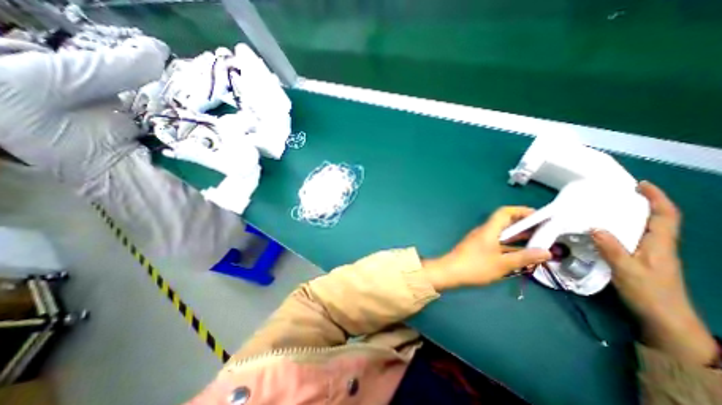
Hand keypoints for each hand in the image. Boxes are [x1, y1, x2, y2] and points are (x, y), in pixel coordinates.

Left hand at [425, 209, 553, 291]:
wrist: (449, 272)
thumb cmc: (475, 266)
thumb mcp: (502, 264)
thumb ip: (524, 257)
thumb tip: (546, 252)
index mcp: (489, 230)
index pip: (505, 212)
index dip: (521, 211)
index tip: (539, 216)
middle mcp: (484, 232)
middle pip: (505, 223)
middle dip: (524, 226)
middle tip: (544, 233)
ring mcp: (480, 240)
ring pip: (502, 235)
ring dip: (518, 238)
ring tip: (538, 244)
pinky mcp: (478, 249)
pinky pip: (497, 244)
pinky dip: (509, 247)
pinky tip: (520, 256)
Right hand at [592, 181, 715, 364]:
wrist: (664, 318)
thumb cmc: (649, 293)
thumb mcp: (627, 270)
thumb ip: (612, 248)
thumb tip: (594, 227)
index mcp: (660, 244)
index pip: (665, 216)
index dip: (656, 198)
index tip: (640, 185)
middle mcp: (659, 245)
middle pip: (656, 219)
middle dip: (642, 203)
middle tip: (616, 194)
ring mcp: (651, 253)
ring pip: (644, 228)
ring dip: (630, 215)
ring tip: (606, 209)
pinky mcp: (642, 260)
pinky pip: (633, 237)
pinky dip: (622, 228)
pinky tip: (604, 230)